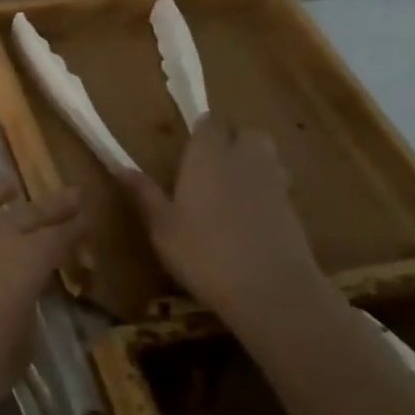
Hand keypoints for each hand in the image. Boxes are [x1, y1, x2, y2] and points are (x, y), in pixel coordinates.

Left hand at [0, 181, 84, 414]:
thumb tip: (19, 302)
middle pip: (29, 212)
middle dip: (53, 203)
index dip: (76, 227)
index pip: (61, 237)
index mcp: (28, 261)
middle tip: (70, 192)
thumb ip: (25, 319)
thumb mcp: (19, 352)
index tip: (88, 217)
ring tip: (8, 186)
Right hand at [118, 114, 324, 321]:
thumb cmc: (204, 253)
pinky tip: (249, 216)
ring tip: (231, 186)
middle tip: (211, 163)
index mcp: (208, 156)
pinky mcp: (294, 209)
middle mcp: (244, 160)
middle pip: (247, 133)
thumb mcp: (161, 227)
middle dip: (233, 139)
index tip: (189, 144)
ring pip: (268, 157)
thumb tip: (120, 167)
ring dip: (253, 162)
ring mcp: (274, 184)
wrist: (272, 291)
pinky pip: (278, 186)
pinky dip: (266, 191)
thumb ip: (145, 194)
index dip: (201, 130)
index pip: (210, 122)